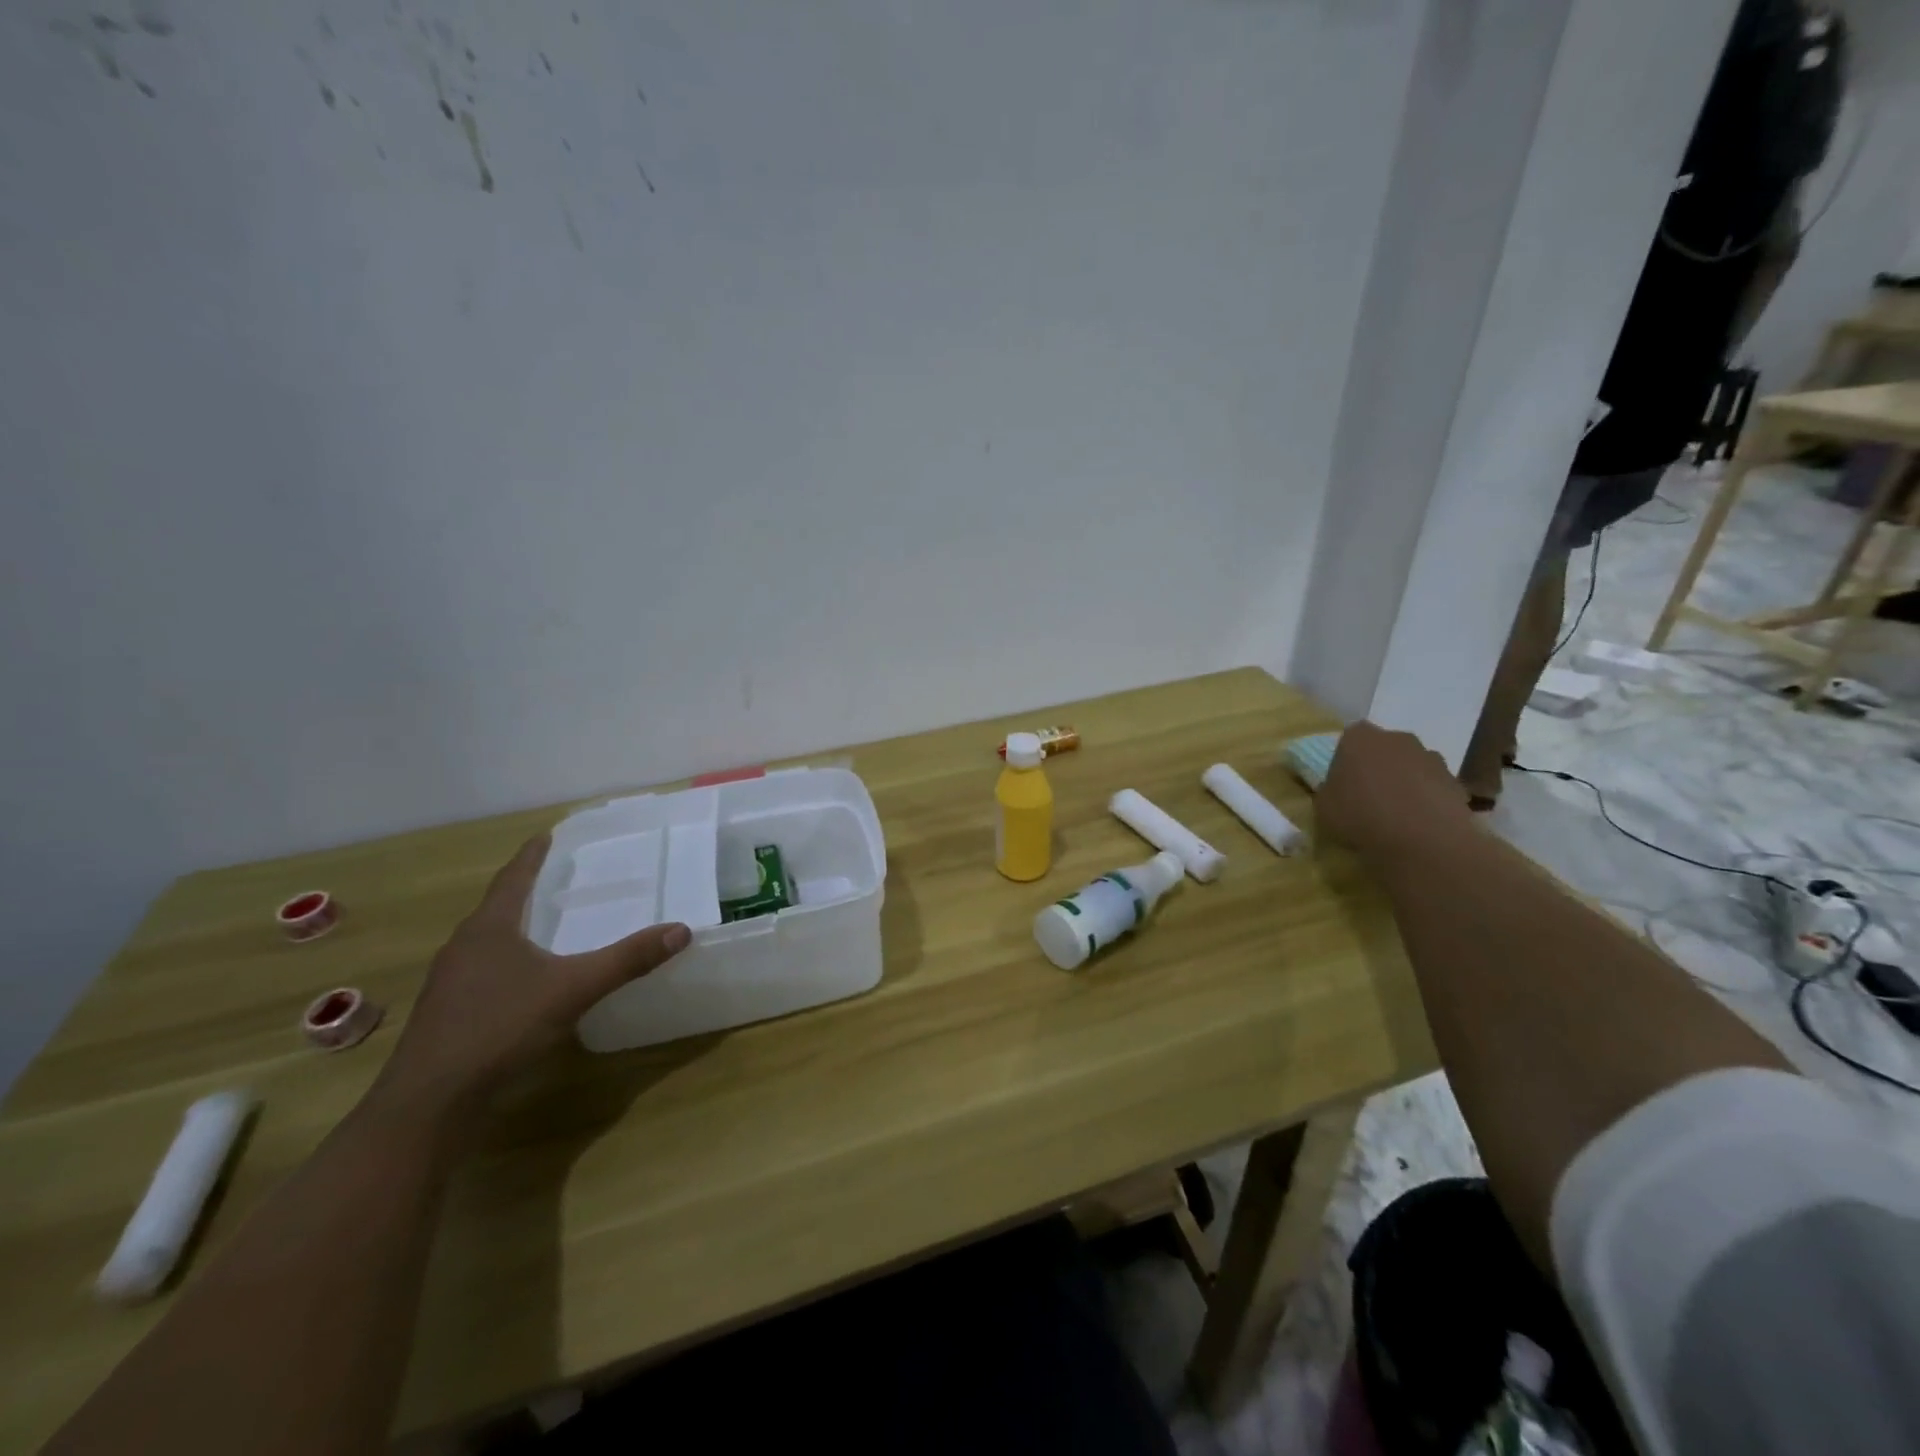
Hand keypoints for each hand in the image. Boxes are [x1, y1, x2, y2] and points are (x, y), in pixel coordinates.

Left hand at [377, 836, 689, 1106]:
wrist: (429, 1104)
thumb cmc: (498, 1028)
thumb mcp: (573, 989)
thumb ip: (626, 960)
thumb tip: (680, 930)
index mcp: (489, 928)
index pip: (513, 877)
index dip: (533, 855)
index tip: (548, 834)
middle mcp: (464, 946)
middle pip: (498, 906)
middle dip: (527, 889)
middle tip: (561, 877)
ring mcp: (451, 982)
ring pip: (489, 941)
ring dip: (517, 926)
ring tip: (548, 923)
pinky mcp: (449, 1013)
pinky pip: (484, 970)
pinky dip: (510, 960)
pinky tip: (529, 978)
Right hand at [1317, 721, 1471, 860]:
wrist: (1422, 838)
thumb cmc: (1360, 815)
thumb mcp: (1324, 807)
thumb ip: (1329, 792)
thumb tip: (1337, 790)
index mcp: (1359, 738)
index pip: (1348, 740)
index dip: (1345, 761)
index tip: (1342, 784)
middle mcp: (1397, 738)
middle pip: (1384, 749)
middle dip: (1378, 768)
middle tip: (1369, 797)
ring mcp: (1431, 758)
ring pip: (1411, 767)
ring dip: (1405, 783)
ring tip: (1397, 815)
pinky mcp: (1456, 782)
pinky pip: (1434, 788)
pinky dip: (1427, 801)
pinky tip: (1419, 825)